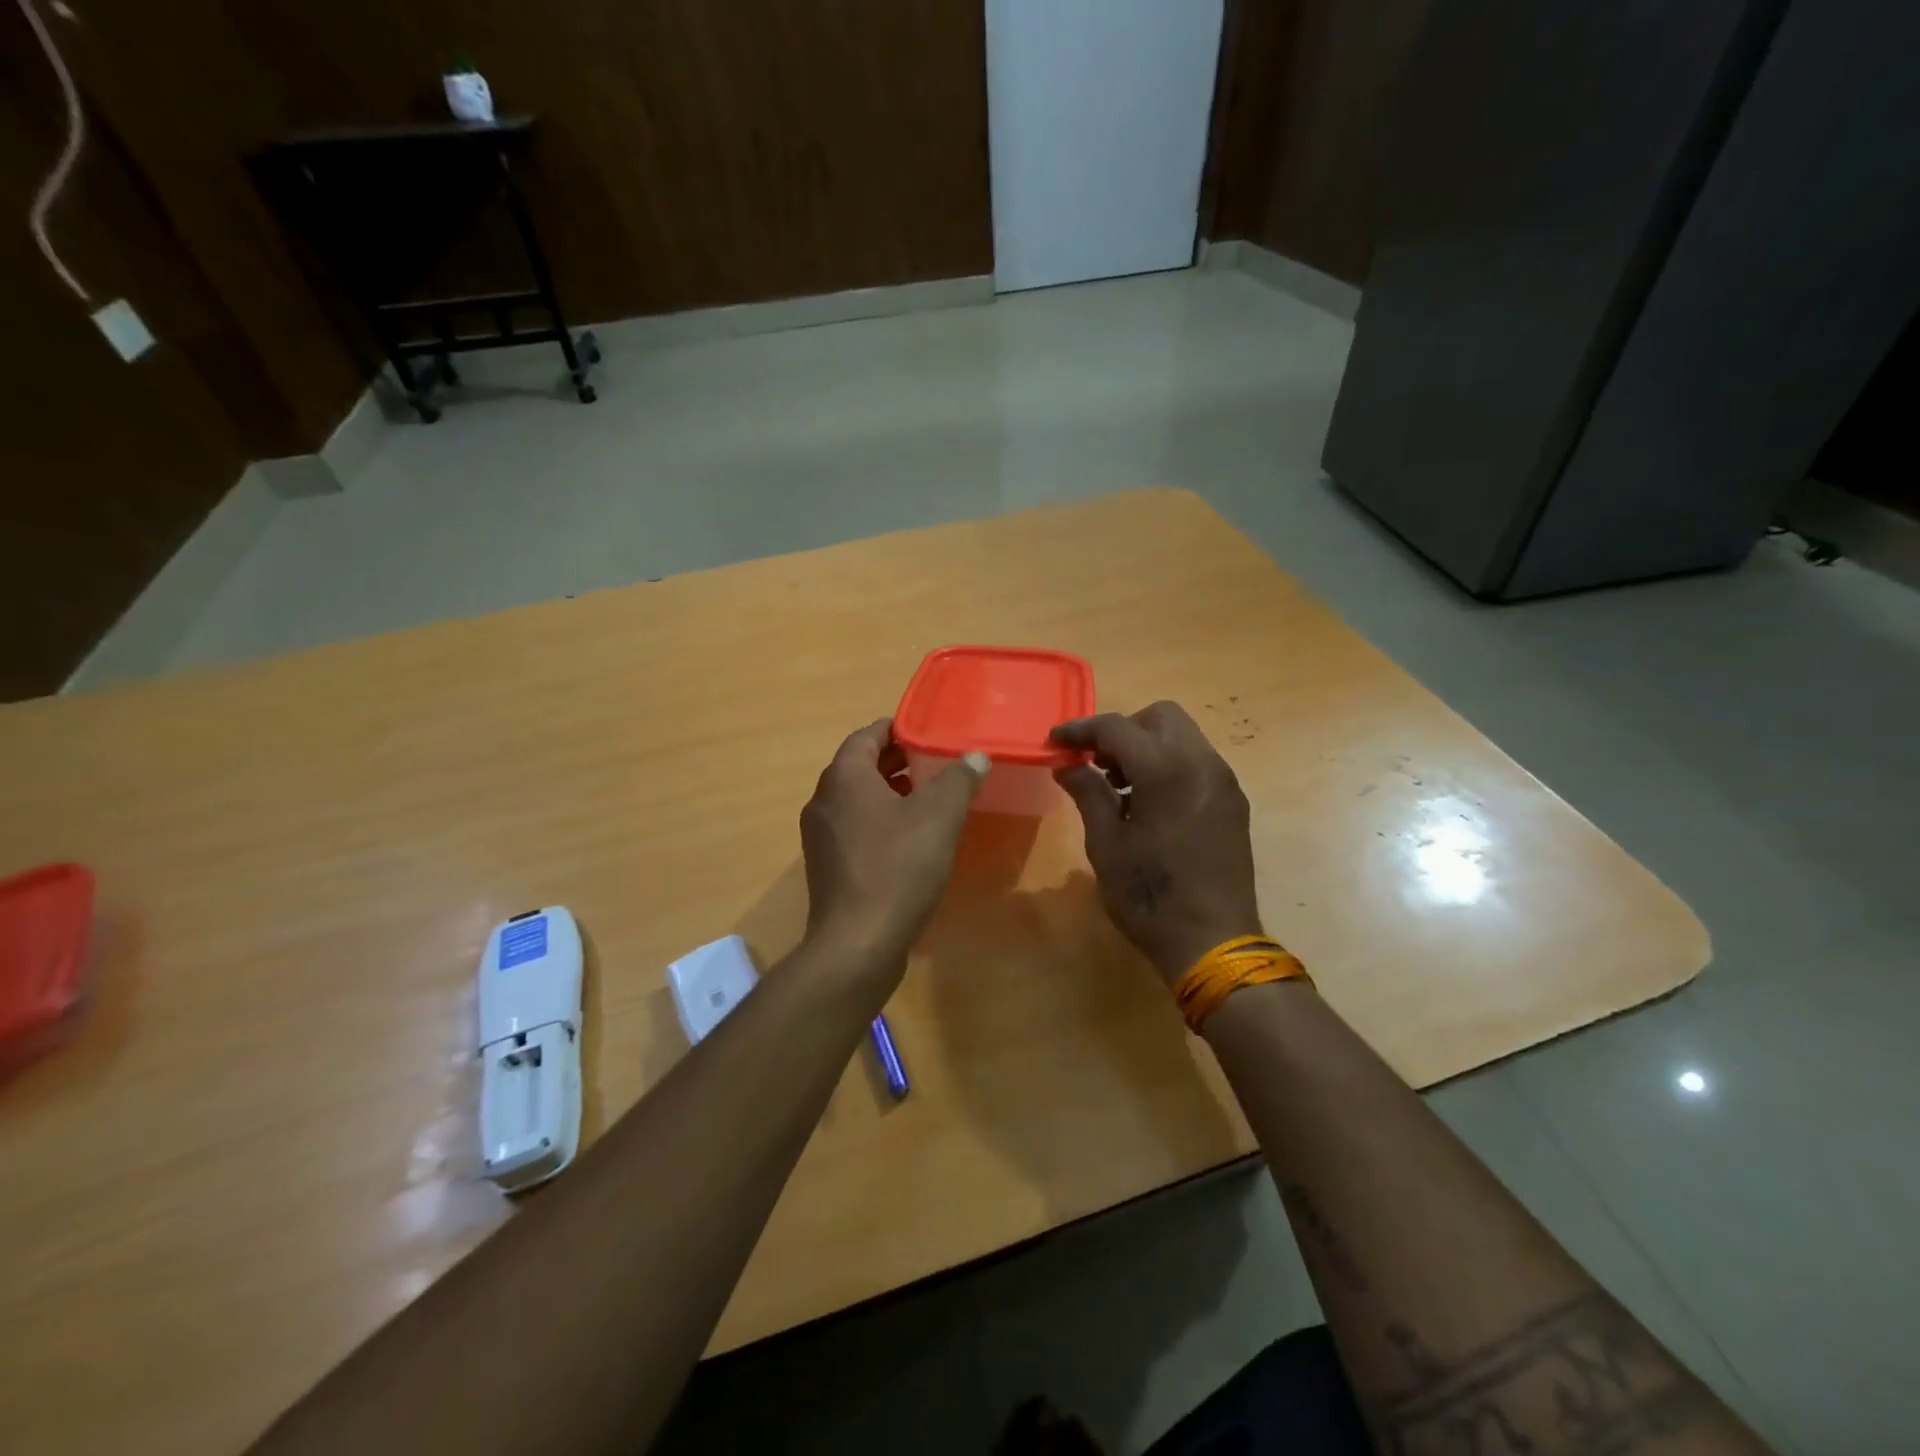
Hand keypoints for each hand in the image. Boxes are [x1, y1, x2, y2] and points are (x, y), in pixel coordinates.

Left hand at [798, 719, 988, 979]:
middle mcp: (824, 801)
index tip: (925, 731)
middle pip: (859, 767)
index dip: (896, 729)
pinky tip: (910, 841)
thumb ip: (958, 780)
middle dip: (896, 762)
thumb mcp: (938, 817)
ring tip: (927, 799)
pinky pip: (854, 830)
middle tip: (933, 762)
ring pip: (856, 801)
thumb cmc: (897, 867)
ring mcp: (821, 837)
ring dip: (888, 793)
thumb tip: (974, 756)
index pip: (866, 736)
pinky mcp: (827, 868)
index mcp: (844, 778)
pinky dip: (879, 822)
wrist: (857, 943)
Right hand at [1051, 702, 1261, 983]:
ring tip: (1120, 788)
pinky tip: (1149, 804)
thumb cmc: (1150, 895)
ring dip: (1147, 747)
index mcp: (1166, 769)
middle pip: (1159, 717)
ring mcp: (1223, 781)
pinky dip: (1169, 765)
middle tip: (1096, 764)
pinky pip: (1197, 762)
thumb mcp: (1106, 844)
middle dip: (1122, 731)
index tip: (1054, 741)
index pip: (1117, 727)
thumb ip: (1087, 793)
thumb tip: (1067, 765)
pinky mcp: (1233, 801)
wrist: (1214, 941)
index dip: (1080, 730)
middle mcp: (1202, 762)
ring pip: (1182, 737)